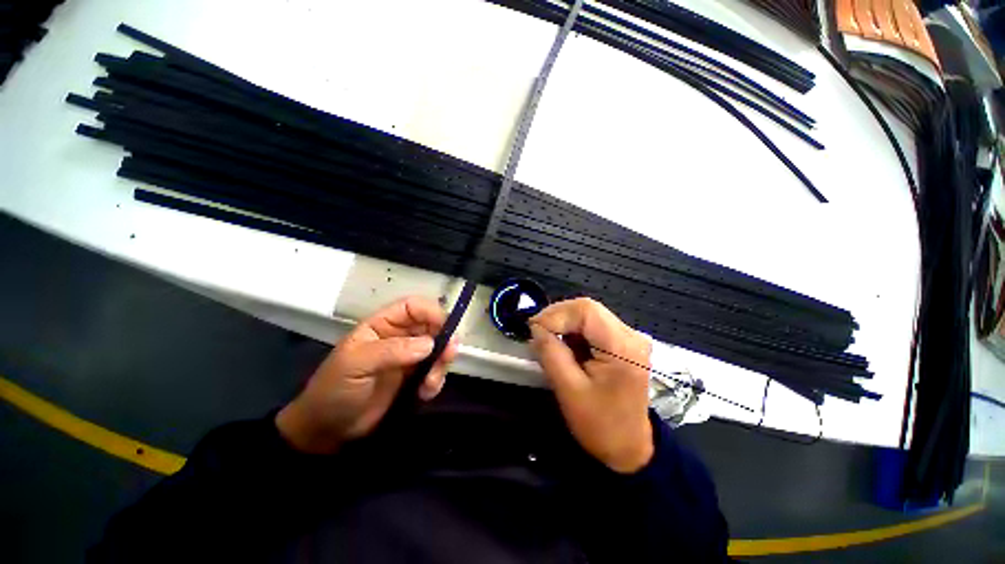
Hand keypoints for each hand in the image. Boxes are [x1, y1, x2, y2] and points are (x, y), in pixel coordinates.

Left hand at [276, 297, 458, 453]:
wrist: (327, 431)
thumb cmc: (334, 390)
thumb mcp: (355, 365)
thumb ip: (391, 351)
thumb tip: (430, 344)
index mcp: (382, 325)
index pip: (413, 307)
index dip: (431, 312)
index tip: (446, 327)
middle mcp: (399, 337)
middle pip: (432, 326)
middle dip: (443, 339)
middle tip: (448, 355)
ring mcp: (409, 358)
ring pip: (438, 349)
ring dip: (441, 363)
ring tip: (430, 383)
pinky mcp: (414, 378)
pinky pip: (435, 371)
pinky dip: (436, 380)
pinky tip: (424, 393)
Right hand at [529, 298, 653, 472]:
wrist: (630, 448)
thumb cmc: (601, 425)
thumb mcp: (569, 390)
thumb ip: (551, 353)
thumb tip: (536, 328)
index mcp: (622, 346)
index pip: (586, 311)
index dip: (555, 314)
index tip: (533, 328)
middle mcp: (631, 335)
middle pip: (588, 309)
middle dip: (558, 316)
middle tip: (537, 331)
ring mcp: (629, 338)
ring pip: (589, 314)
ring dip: (565, 323)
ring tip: (548, 339)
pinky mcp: (623, 343)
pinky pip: (593, 326)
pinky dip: (574, 331)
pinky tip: (565, 345)